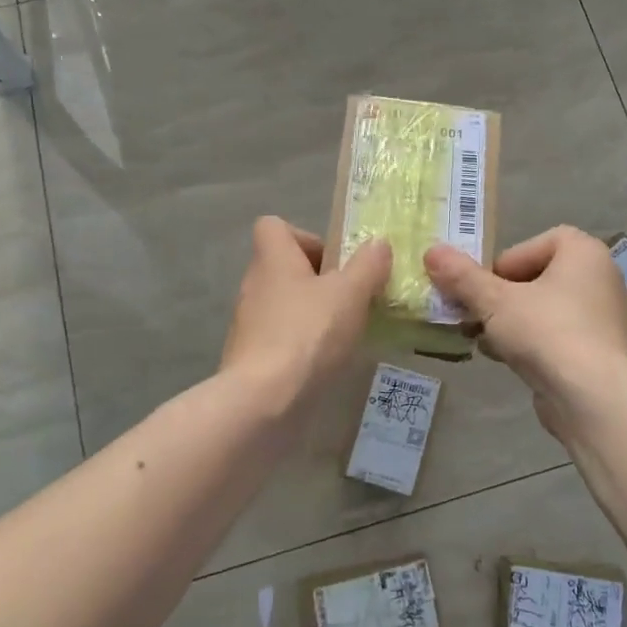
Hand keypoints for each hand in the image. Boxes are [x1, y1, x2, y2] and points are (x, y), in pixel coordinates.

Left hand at [221, 217, 390, 408]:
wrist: (263, 401)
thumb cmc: (308, 333)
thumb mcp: (350, 294)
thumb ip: (368, 266)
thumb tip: (378, 243)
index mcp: (272, 259)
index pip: (273, 226)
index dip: (305, 236)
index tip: (334, 260)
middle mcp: (254, 284)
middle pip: (284, 267)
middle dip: (318, 279)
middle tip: (350, 298)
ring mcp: (248, 323)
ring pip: (283, 303)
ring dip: (311, 313)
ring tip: (344, 332)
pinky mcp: (250, 357)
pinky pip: (279, 337)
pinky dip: (301, 344)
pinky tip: (325, 362)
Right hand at [425, 227, 626, 436]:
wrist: (592, 397)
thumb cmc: (546, 331)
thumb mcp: (494, 300)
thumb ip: (462, 276)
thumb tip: (432, 251)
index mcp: (584, 253)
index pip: (539, 242)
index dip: (507, 261)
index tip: (487, 285)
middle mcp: (600, 279)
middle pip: (539, 276)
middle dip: (503, 295)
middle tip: (478, 313)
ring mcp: (602, 318)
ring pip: (545, 309)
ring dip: (512, 320)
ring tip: (484, 338)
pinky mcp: (599, 352)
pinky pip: (558, 336)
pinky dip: (532, 342)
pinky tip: (505, 359)